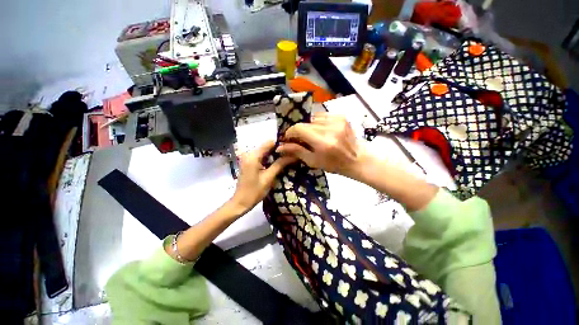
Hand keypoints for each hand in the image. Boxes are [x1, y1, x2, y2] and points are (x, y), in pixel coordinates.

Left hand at [231, 141, 296, 213]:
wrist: (241, 202)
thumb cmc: (254, 191)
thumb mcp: (269, 177)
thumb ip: (280, 164)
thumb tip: (293, 155)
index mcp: (253, 156)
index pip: (269, 143)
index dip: (281, 144)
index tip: (292, 147)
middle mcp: (249, 153)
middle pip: (267, 146)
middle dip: (279, 149)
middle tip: (291, 153)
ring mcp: (248, 157)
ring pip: (265, 151)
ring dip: (275, 154)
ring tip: (287, 157)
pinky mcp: (248, 162)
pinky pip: (261, 156)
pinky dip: (269, 158)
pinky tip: (277, 162)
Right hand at [276, 112, 362, 177]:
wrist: (357, 159)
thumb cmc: (334, 164)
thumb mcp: (313, 161)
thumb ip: (296, 151)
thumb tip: (279, 147)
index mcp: (323, 142)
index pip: (299, 128)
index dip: (290, 132)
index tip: (288, 138)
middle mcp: (330, 128)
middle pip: (305, 123)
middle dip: (299, 130)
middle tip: (299, 139)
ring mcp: (337, 120)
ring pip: (313, 118)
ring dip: (309, 126)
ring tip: (311, 136)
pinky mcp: (341, 116)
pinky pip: (322, 116)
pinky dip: (318, 123)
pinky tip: (321, 131)